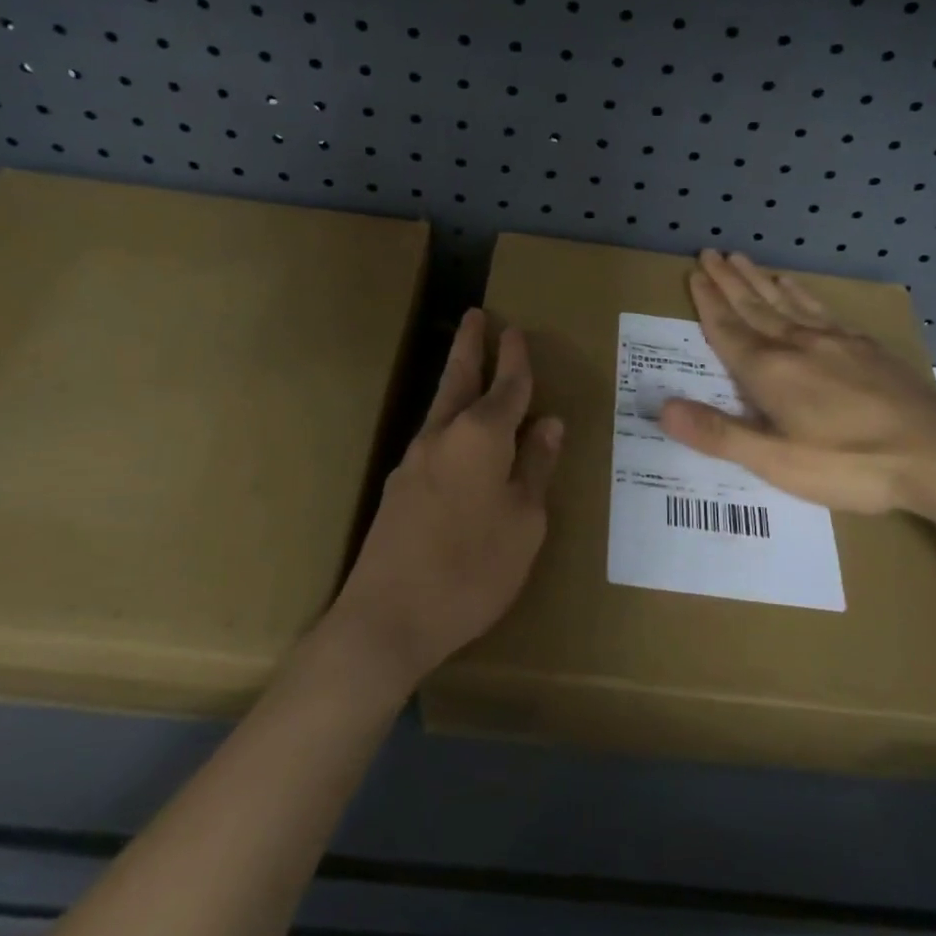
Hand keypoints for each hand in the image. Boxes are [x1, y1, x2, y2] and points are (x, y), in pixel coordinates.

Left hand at [328, 309, 561, 690]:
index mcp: (481, 436)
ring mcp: (414, 459)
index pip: (507, 386)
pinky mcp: (399, 486)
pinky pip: (433, 437)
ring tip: (469, 364)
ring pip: (441, 405)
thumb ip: (535, 468)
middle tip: (476, 316)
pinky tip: (458, 437)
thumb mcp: (524, 522)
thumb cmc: (472, 569)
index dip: (516, 358)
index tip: (517, 331)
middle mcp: (443, 435)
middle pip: (459, 377)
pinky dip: (450, 419)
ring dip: (457, 378)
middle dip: (471, 345)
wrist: (386, 619)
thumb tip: (548, 424)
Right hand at [657, 250, 935, 518]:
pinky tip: (793, 284)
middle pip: (753, 306)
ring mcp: (833, 341)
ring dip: (758, 279)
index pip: (728, 329)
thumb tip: (663, 406)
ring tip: (740, 258)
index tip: (694, 272)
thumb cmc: (850, 464)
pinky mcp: (863, 346)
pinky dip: (799, 292)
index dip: (707, 302)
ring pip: (784, 301)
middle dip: (727, 281)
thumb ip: (718, 433)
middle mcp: (796, 345)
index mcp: (769, 372)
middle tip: (708, 252)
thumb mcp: (776, 461)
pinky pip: (819, 308)